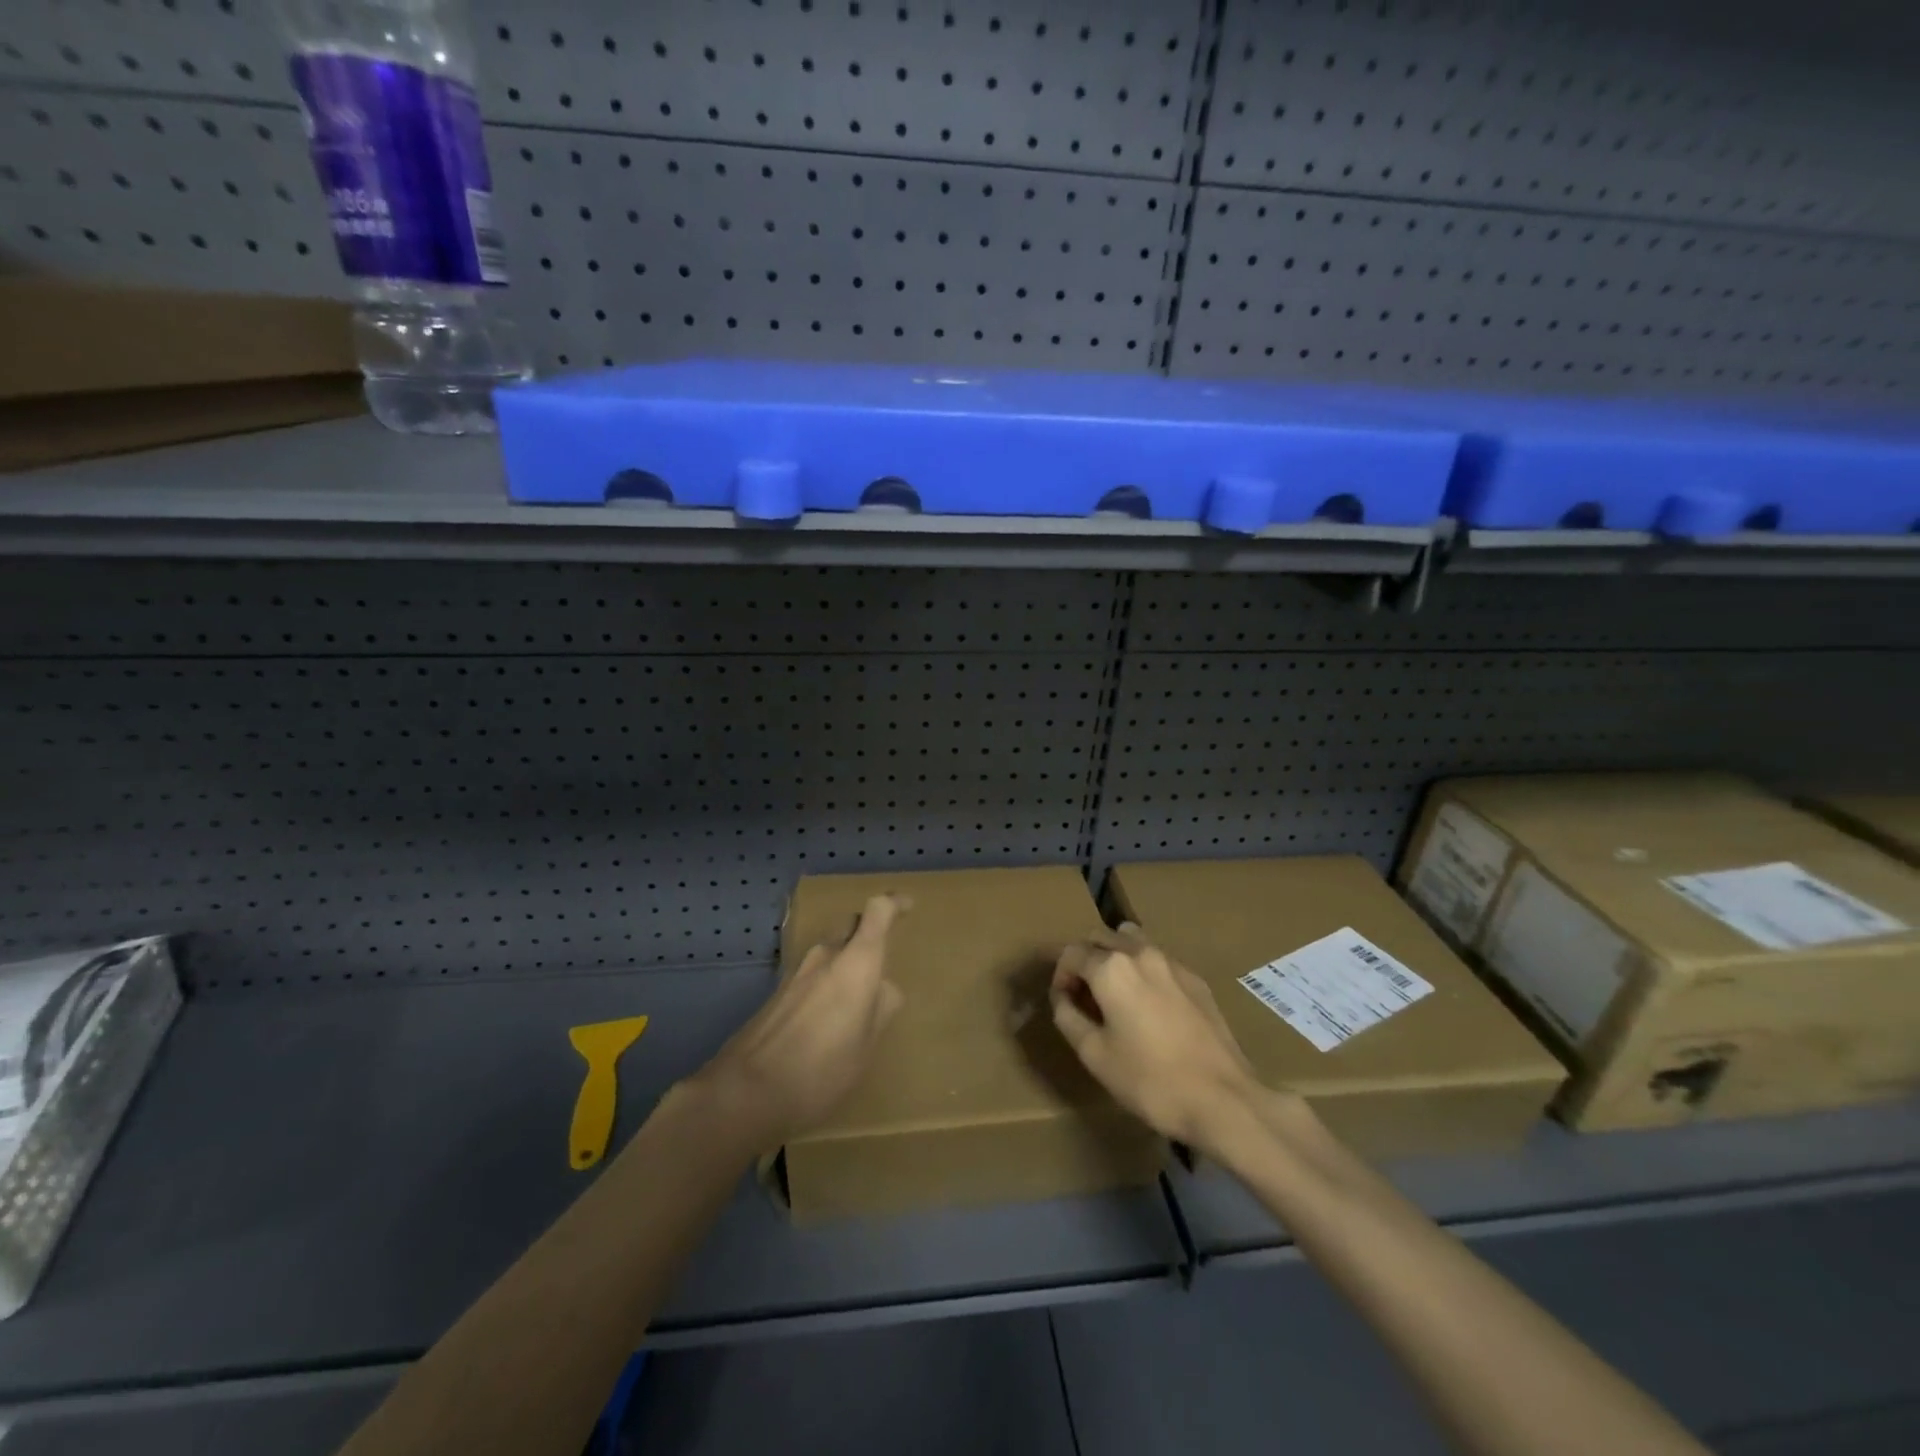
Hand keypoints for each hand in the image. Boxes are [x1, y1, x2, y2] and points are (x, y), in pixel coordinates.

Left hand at [687, 894, 906, 1152]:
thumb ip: (880, 1009)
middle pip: (851, 925)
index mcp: (857, 962)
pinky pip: (814, 973)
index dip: (894, 903)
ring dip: (847, 960)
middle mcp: (827, 955)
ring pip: (831, 950)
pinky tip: (830, 1015)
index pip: (878, 911)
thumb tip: (883, 989)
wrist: (747, 1090)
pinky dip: (828, 981)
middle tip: (884, 957)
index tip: (908, 906)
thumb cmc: (822, 1068)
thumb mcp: (866, 1045)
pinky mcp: (779, 991)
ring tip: (859, 997)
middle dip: (869, 932)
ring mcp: (798, 971)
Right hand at [1051, 927, 1270, 1153]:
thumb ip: (1068, 1017)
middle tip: (1084, 997)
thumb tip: (1062, 997)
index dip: (1060, 976)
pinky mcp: (1196, 979)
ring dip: (1115, 958)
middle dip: (1085, 960)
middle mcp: (1141, 953)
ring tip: (1115, 994)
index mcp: (1111, 968)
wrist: (1223, 1099)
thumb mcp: (1094, 1055)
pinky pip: (1158, 960)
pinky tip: (1149, 1005)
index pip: (1071, 953)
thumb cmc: (1150, 1080)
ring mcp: (1173, 963)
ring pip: (1132, 941)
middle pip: (1101, 938)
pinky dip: (1143, 970)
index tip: (1063, 1003)